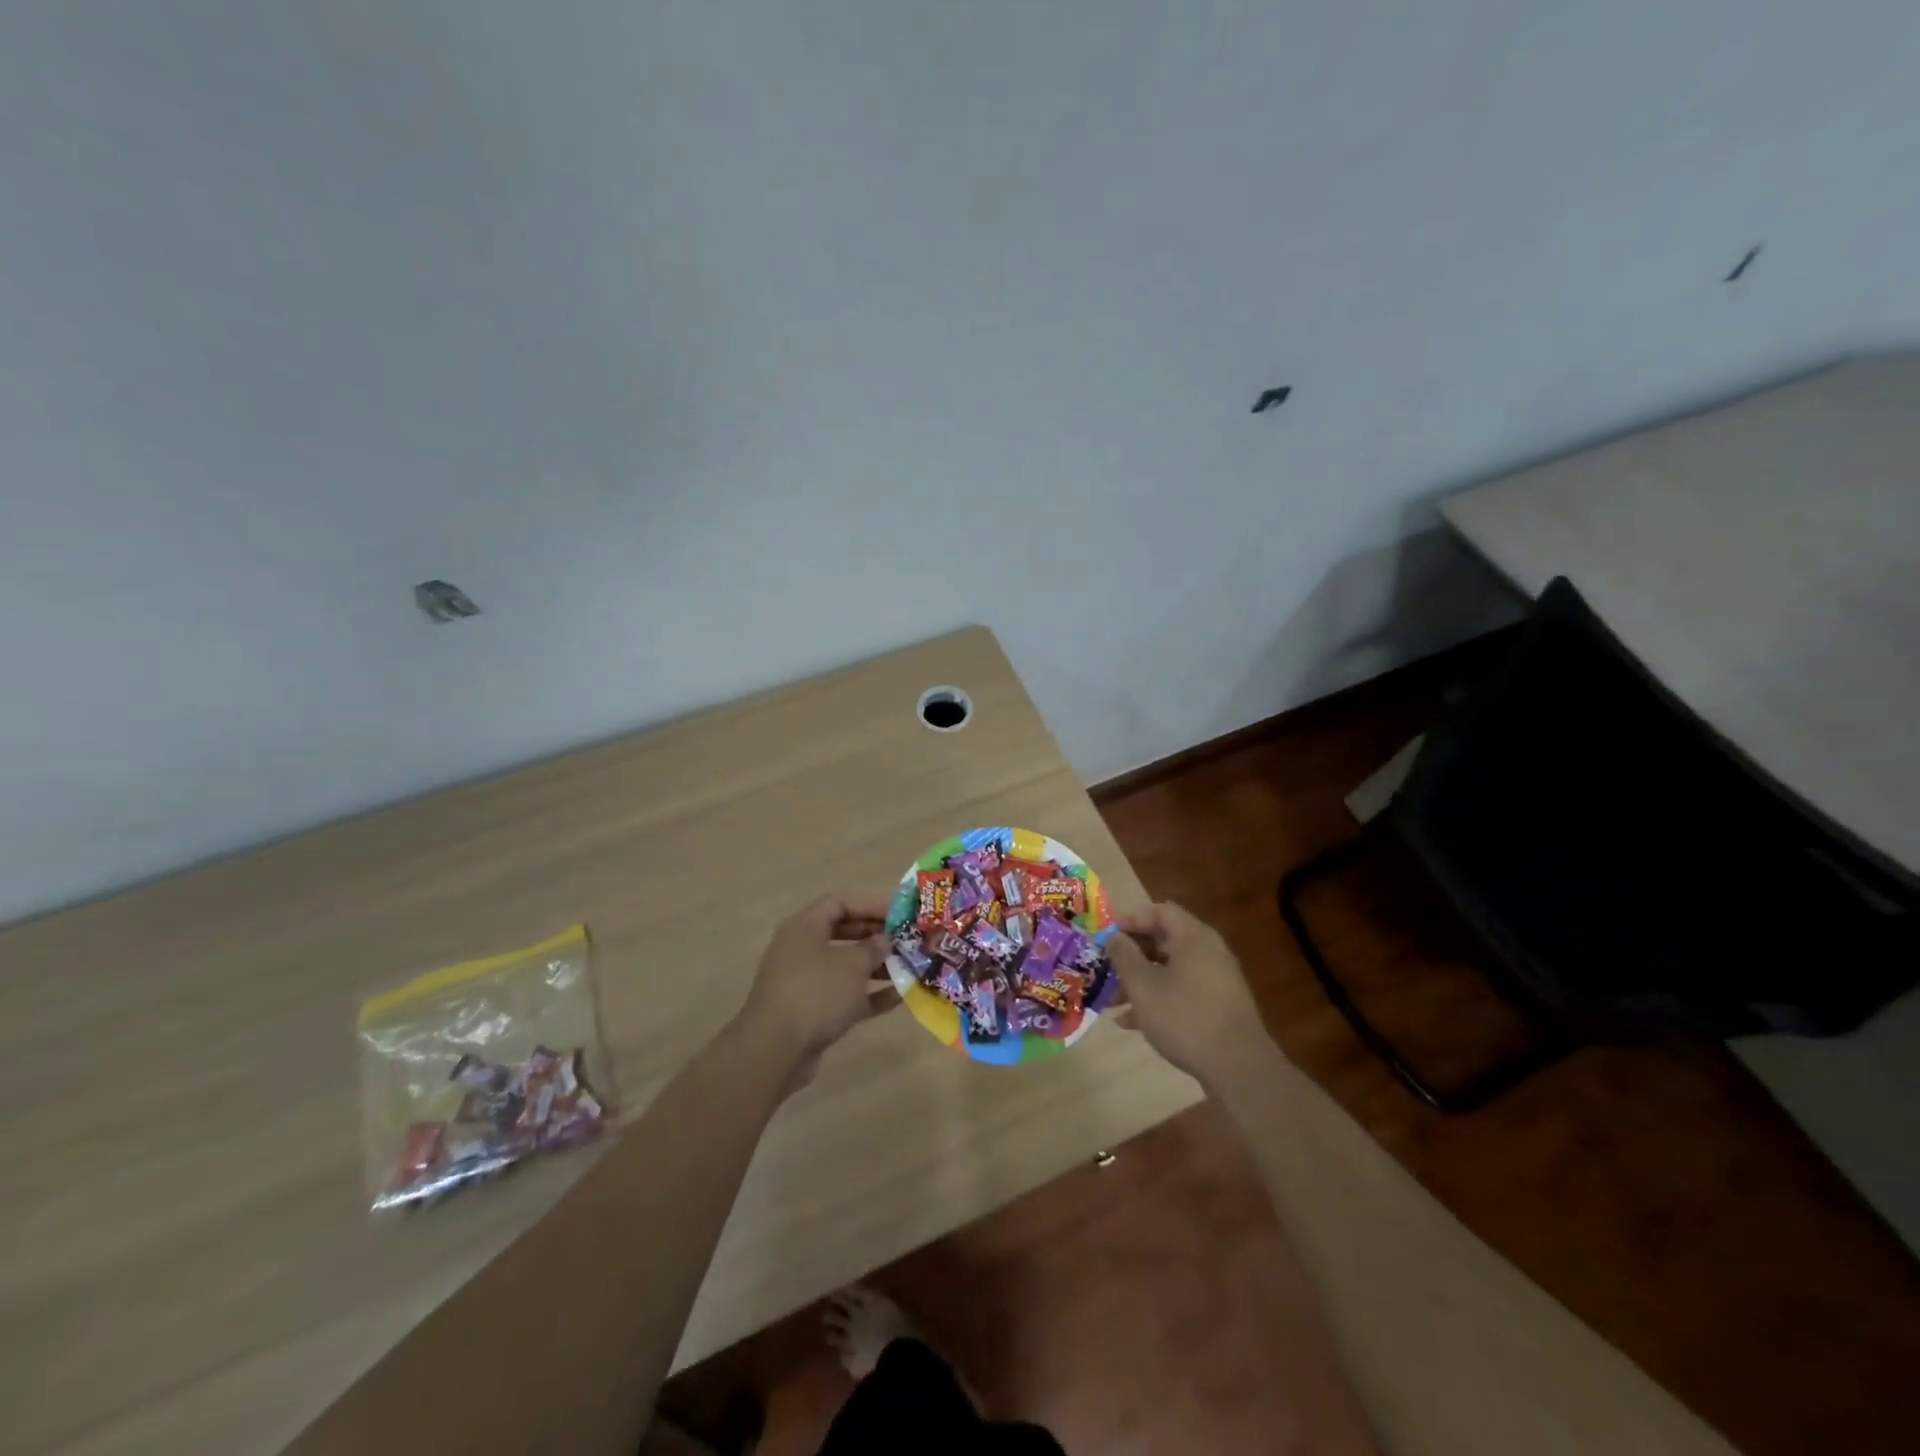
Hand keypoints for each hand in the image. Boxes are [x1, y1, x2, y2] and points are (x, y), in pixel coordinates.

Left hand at [736, 889, 898, 1087]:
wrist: (775, 1051)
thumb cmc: (816, 993)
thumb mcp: (852, 965)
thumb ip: (873, 948)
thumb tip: (883, 940)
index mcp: (804, 928)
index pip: (839, 902)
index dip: (870, 904)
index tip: (899, 913)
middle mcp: (802, 950)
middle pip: (843, 932)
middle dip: (876, 935)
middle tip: (906, 940)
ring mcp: (805, 982)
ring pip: (845, 966)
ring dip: (876, 967)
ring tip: (908, 968)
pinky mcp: (810, 1012)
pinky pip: (844, 996)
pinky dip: (868, 995)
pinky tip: (898, 998)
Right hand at [1106, 902, 1275, 1089]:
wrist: (1238, 1067)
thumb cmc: (1184, 1016)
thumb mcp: (1143, 985)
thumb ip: (1124, 956)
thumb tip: (1114, 937)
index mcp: (1193, 937)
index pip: (1160, 911)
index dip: (1131, 919)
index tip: (1107, 936)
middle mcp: (1208, 952)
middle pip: (1163, 941)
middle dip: (1131, 955)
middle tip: (1105, 968)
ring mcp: (1215, 981)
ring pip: (1169, 970)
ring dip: (1139, 981)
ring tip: (1111, 1001)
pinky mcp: (1217, 1007)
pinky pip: (1181, 992)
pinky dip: (1157, 1000)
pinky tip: (1131, 1023)